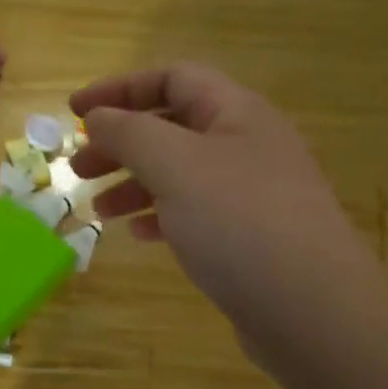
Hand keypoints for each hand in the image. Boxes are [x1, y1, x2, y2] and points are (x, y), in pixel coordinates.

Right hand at [70, 64, 372, 367]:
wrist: (312, 310)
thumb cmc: (239, 222)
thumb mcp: (176, 165)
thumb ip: (130, 133)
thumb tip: (99, 117)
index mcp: (236, 113)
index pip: (172, 78)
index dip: (119, 88)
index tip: (74, 112)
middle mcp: (247, 145)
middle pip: (172, 127)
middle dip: (121, 142)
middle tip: (79, 168)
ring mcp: (252, 194)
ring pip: (181, 174)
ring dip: (135, 184)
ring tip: (99, 209)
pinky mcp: (250, 237)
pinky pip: (196, 213)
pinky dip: (162, 217)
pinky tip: (141, 236)